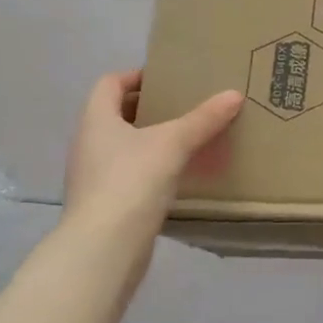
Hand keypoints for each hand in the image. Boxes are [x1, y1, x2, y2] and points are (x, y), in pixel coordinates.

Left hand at [63, 70, 243, 233]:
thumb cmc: (131, 181)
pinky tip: (179, 173)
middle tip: (186, 105)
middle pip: (117, 113)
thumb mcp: (174, 143)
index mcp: (96, 120)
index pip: (110, 83)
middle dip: (150, 107)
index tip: (169, 79)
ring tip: (188, 138)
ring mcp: (94, 176)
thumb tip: (234, 94)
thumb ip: (204, 119)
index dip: (136, 75)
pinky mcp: (106, 203)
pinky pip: (130, 172)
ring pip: (124, 145)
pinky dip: (152, 166)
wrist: (104, 247)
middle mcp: (89, 144)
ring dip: (152, 138)